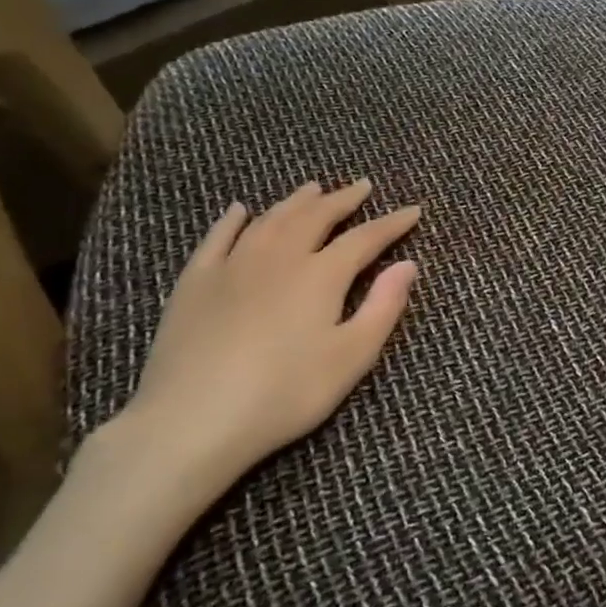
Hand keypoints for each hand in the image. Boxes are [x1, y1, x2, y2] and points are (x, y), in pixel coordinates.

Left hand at [77, 179, 420, 520]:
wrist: (192, 419)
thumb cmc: (285, 393)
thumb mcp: (351, 358)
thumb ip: (383, 307)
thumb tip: (408, 265)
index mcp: (321, 275)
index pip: (365, 238)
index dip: (392, 224)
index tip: (413, 210)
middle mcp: (279, 257)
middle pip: (316, 217)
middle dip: (343, 200)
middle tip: (361, 187)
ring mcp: (232, 265)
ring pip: (270, 220)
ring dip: (296, 201)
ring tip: (313, 189)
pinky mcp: (195, 283)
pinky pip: (218, 238)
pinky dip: (233, 220)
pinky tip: (240, 211)